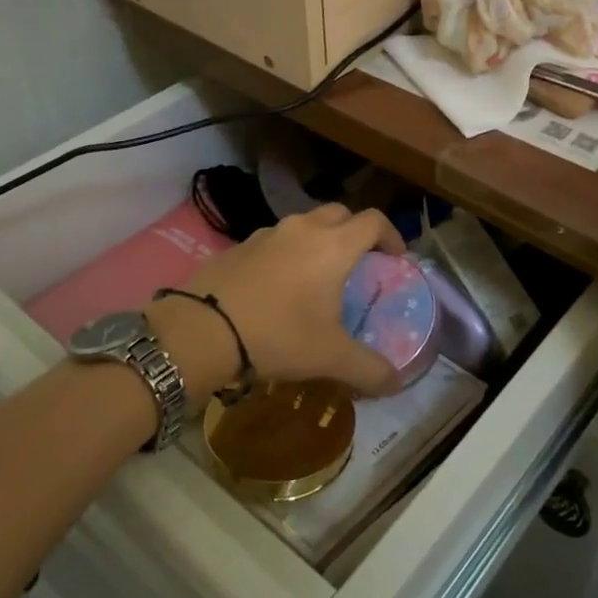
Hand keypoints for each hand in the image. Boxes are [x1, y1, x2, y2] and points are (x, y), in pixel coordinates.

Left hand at [171, 203, 406, 394]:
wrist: (201, 330)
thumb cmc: (278, 335)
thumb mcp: (330, 357)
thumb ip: (370, 370)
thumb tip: (396, 383)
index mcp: (334, 245)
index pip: (374, 221)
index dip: (391, 235)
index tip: (396, 258)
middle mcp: (302, 229)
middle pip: (339, 214)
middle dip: (354, 232)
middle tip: (358, 263)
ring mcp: (266, 233)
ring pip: (302, 225)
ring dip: (316, 241)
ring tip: (315, 276)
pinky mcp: (237, 246)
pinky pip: (272, 242)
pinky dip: (284, 255)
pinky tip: (275, 288)